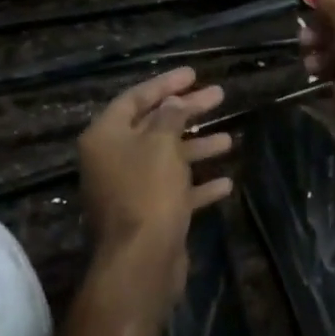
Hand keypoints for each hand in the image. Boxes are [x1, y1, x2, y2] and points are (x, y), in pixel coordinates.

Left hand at [77, 67, 233, 299]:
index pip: (135, 98)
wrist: (141, 262)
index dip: (165, 84)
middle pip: (154, 126)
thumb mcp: (161, 143)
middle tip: (218, 96)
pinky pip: (174, 190)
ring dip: (197, 147)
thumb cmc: (148, 191)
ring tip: (229, 138)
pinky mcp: (148, 215)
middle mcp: (112, 159)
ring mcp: (129, 189)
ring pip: (167, 158)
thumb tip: (172, 103)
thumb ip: (169, 117)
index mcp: (106, 137)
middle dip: (187, 111)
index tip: (193, 74)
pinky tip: (225, 182)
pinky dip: (198, 185)